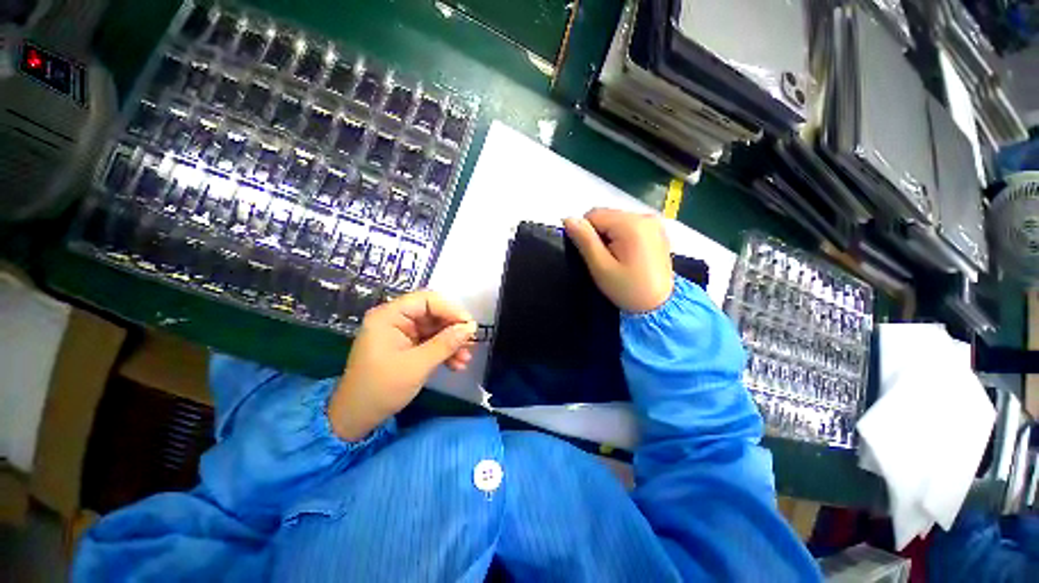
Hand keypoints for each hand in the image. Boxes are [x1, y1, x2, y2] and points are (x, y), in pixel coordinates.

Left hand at [329, 290, 476, 440]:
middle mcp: (395, 319)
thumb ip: (445, 343)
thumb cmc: (381, 389)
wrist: (356, 418)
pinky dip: (444, 352)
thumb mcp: (417, 365)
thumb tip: (471, 327)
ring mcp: (401, 333)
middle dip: (453, 329)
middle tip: (471, 343)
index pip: (426, 300)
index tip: (469, 325)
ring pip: (435, 329)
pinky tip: (457, 364)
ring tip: (466, 358)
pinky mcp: (406, 347)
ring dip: (452, 343)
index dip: (451, 309)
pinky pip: (430, 342)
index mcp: (389, 316)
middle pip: (433, 314)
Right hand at [564, 208, 673, 312]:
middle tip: (604, 259)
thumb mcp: (601, 267)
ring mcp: (653, 222)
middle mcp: (644, 216)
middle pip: (606, 215)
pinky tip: (627, 255)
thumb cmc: (628, 289)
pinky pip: (629, 225)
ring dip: (610, 235)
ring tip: (617, 259)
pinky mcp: (657, 229)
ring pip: (616, 219)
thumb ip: (585, 240)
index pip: (593, 215)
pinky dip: (622, 236)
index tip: (593, 255)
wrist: (659, 306)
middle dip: (599, 234)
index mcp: (631, 224)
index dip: (586, 234)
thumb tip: (568, 219)